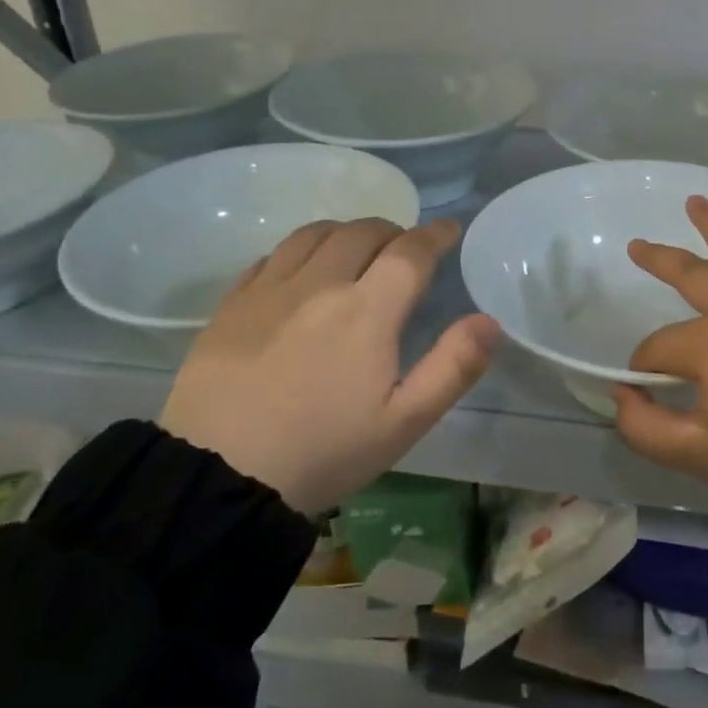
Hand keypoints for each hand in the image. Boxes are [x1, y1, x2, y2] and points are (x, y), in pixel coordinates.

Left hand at [159, 218, 499, 513]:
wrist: (217, 477)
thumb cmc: (323, 453)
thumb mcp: (404, 423)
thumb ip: (453, 367)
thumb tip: (489, 321)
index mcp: (367, 310)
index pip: (410, 251)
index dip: (435, 234)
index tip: (449, 230)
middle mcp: (320, 284)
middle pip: (363, 231)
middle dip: (394, 231)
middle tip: (405, 250)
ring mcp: (270, 290)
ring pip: (316, 234)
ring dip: (347, 232)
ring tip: (357, 250)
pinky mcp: (232, 304)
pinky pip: (273, 254)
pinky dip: (302, 249)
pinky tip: (303, 270)